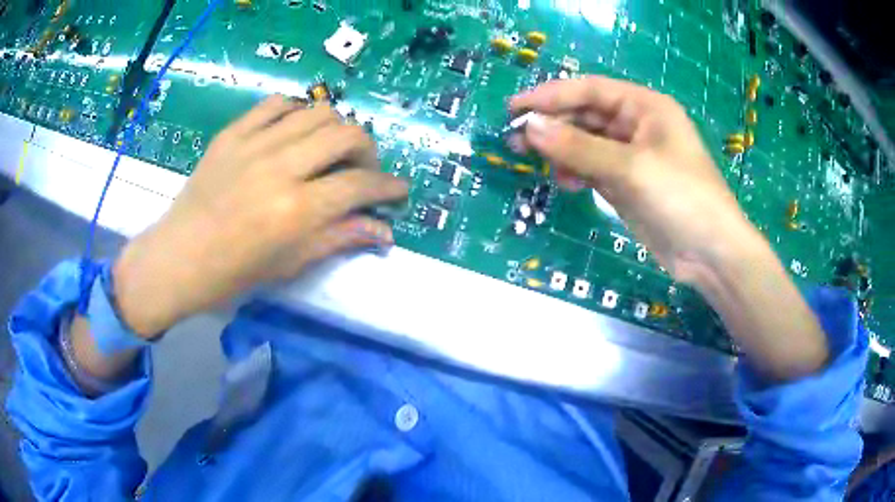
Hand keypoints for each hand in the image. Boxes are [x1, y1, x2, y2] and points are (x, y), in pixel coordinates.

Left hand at [113, 96, 407, 336]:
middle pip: (347, 134)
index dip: (389, 187)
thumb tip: (384, 231)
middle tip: (361, 171)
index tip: (398, 191)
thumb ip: (339, 239)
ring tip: (330, 150)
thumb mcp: (290, 264)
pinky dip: (296, 112)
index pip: (360, 185)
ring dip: (336, 128)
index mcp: (296, 210)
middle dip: (368, 151)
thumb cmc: (233, 273)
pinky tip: (296, 130)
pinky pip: (276, 104)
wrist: (178, 257)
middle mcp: (280, 167)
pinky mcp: (233, 133)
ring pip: (317, 111)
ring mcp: (254, 144)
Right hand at [511, 76, 764, 286]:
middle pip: (585, 116)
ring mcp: (632, 156)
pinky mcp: (627, 184)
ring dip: (560, 150)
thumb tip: (529, 127)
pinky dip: (576, 172)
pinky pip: (593, 168)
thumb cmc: (681, 198)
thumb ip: (578, 147)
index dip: (550, 95)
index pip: (589, 90)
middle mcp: (637, 125)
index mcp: (644, 106)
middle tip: (515, 140)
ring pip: (586, 143)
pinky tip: (566, 183)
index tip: (514, 109)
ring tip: (534, 161)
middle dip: (552, 125)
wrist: (710, 254)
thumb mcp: (630, 168)